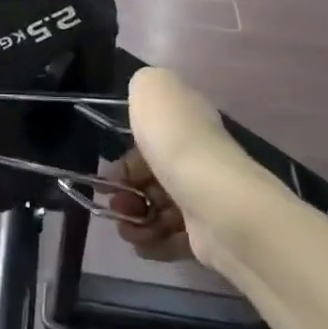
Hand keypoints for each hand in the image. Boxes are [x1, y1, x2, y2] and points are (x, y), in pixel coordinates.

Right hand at [109, 66, 264, 270]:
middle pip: (151, 175)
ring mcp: (205, 197)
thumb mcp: (153, 89)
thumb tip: (144, 99)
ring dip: (135, 219)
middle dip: (125, 190)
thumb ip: (144, 85)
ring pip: (157, 208)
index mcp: (189, 121)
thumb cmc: (177, 143)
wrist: (216, 202)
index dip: (126, 154)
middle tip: (113, 203)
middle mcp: (199, 156)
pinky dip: (152, 242)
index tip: (110, 170)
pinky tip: (142, 243)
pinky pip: (171, 238)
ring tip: (128, 229)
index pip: (153, 137)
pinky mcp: (208, 234)